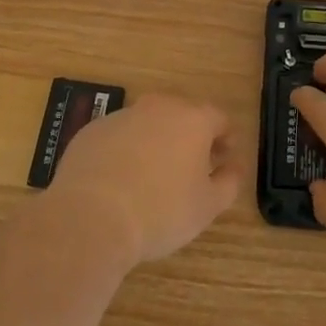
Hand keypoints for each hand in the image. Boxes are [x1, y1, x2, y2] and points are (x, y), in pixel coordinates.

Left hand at [49, 93, 243, 265]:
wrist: (91, 218)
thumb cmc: (160, 211)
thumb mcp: (207, 206)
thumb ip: (229, 182)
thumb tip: (234, 167)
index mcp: (192, 119)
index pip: (219, 118)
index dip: (226, 138)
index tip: (224, 159)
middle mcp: (158, 107)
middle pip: (182, 115)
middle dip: (190, 138)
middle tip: (191, 168)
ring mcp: (121, 116)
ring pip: (148, 124)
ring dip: (156, 142)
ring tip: (152, 177)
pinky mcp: (91, 131)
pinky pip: (118, 137)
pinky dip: (124, 152)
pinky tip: (119, 181)